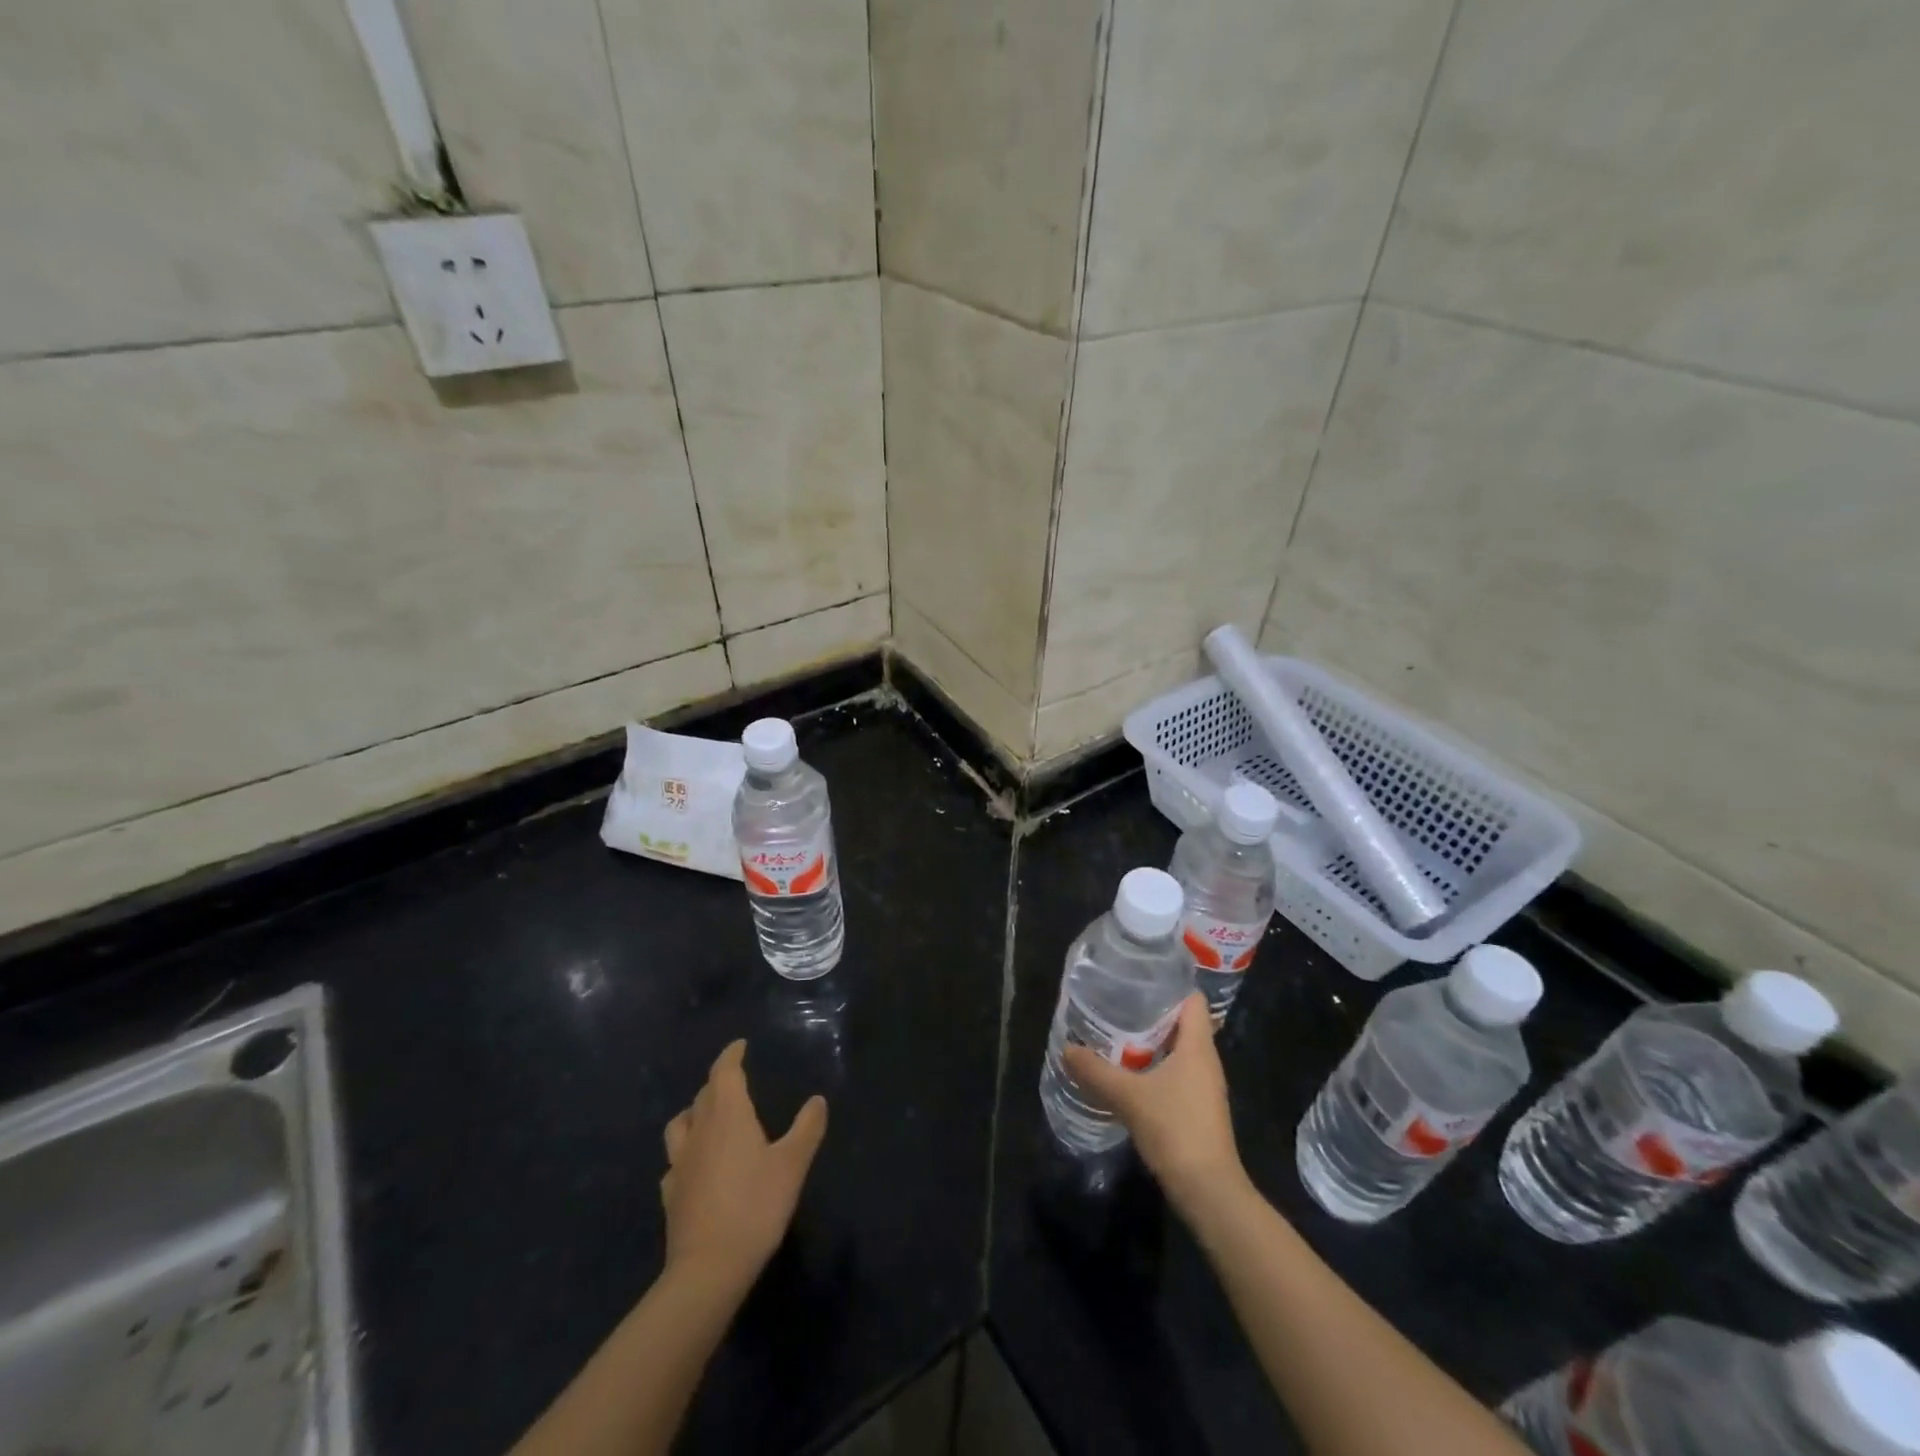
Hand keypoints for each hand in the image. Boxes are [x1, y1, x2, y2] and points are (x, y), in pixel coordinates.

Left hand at [661, 1040, 827, 1297]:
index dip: (731, 1056)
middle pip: (703, 1095)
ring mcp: (679, 1164)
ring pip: (680, 1125)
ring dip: (694, 1114)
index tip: (740, 1046)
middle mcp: (699, 1131)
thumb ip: (807, 1128)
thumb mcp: (793, 1164)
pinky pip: (675, 1163)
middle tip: (735, 1081)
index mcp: (728, 1115)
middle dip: (718, 1083)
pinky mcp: (671, 1195)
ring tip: (709, 1119)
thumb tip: (817, 1100)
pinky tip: (696, 1167)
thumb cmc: (755, 1206)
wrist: (708, 1269)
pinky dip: (686, 1154)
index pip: (724, 1072)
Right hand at [1062, 993, 1246, 1214]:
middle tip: (1115, 1003)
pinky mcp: (1197, 1107)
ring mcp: (1204, 1086)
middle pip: (1181, 1022)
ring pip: (1177, 1049)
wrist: (1208, 1191)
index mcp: (1198, 1046)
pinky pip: (1175, 1073)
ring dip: (1150, 1042)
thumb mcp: (1129, 1096)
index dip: (1169, 984)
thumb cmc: (1175, 1129)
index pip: (1192, 999)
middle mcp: (1205, 1060)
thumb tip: (1066, 1049)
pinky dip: (1153, 1066)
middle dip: (1150, 1012)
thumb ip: (1097, 1071)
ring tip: (1115, 1033)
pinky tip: (1127, 1073)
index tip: (1137, 978)